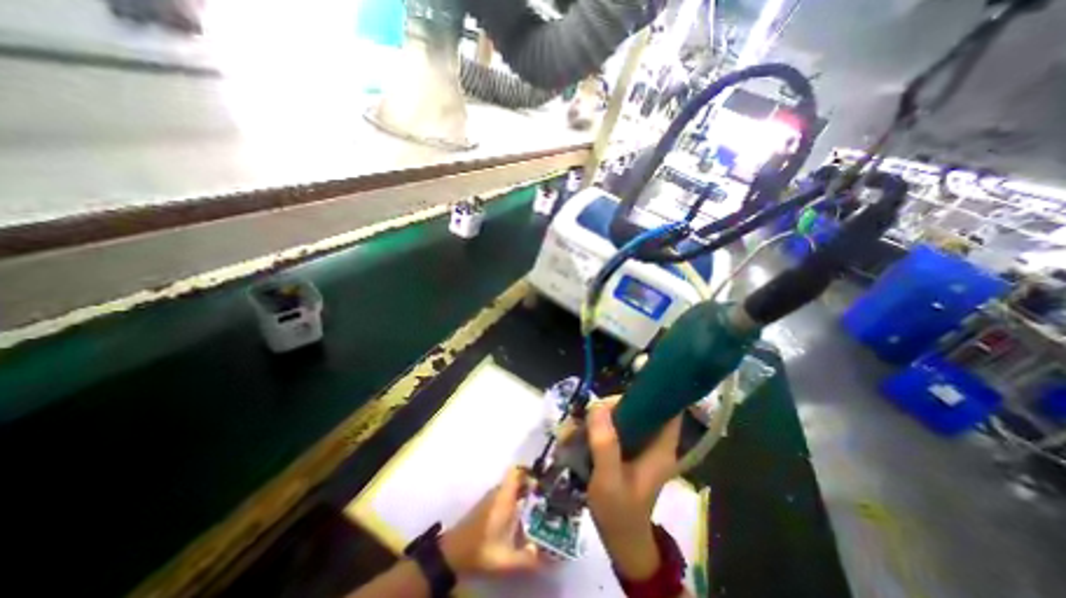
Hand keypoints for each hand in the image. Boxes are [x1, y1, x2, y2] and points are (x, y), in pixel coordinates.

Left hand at [440, 469, 542, 576]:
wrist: (452, 553)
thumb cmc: (480, 550)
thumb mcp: (505, 559)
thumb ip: (527, 558)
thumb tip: (547, 557)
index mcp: (504, 497)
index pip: (516, 471)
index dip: (530, 471)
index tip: (543, 481)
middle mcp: (497, 493)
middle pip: (516, 479)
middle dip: (531, 485)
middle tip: (545, 497)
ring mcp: (490, 498)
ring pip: (510, 487)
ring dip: (523, 492)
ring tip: (537, 507)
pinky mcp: (486, 506)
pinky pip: (504, 495)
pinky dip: (514, 500)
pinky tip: (521, 517)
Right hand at [588, 402, 677, 579]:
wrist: (620, 540)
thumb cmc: (619, 513)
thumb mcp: (609, 480)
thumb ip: (605, 444)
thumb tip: (597, 406)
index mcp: (660, 448)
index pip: (668, 409)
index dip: (652, 392)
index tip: (623, 390)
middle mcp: (653, 442)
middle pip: (638, 407)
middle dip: (611, 406)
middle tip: (588, 416)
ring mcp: (640, 445)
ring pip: (622, 415)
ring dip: (599, 417)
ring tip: (577, 428)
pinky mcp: (627, 449)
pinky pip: (613, 426)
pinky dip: (597, 427)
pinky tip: (580, 435)